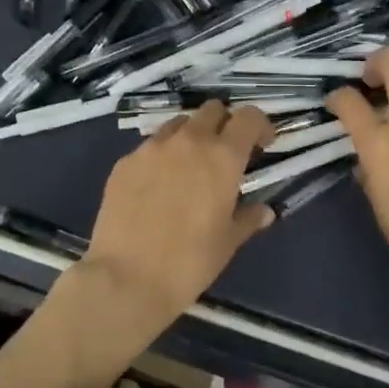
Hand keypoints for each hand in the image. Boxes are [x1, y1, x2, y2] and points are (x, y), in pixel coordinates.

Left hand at [79, 101, 275, 338]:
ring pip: (178, 125)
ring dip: (191, 136)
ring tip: (189, 166)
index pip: (248, 117)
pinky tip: (157, 186)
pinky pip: (149, 147)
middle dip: (224, 124)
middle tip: (226, 153)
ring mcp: (151, 149)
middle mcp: (188, 142)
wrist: (127, 277)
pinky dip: (161, 156)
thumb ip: (248, 219)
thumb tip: (264, 211)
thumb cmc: (190, 262)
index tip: (262, 145)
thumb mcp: (228, 242)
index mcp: (222, 157)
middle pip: (212, 110)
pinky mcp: (124, 162)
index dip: (259, 125)